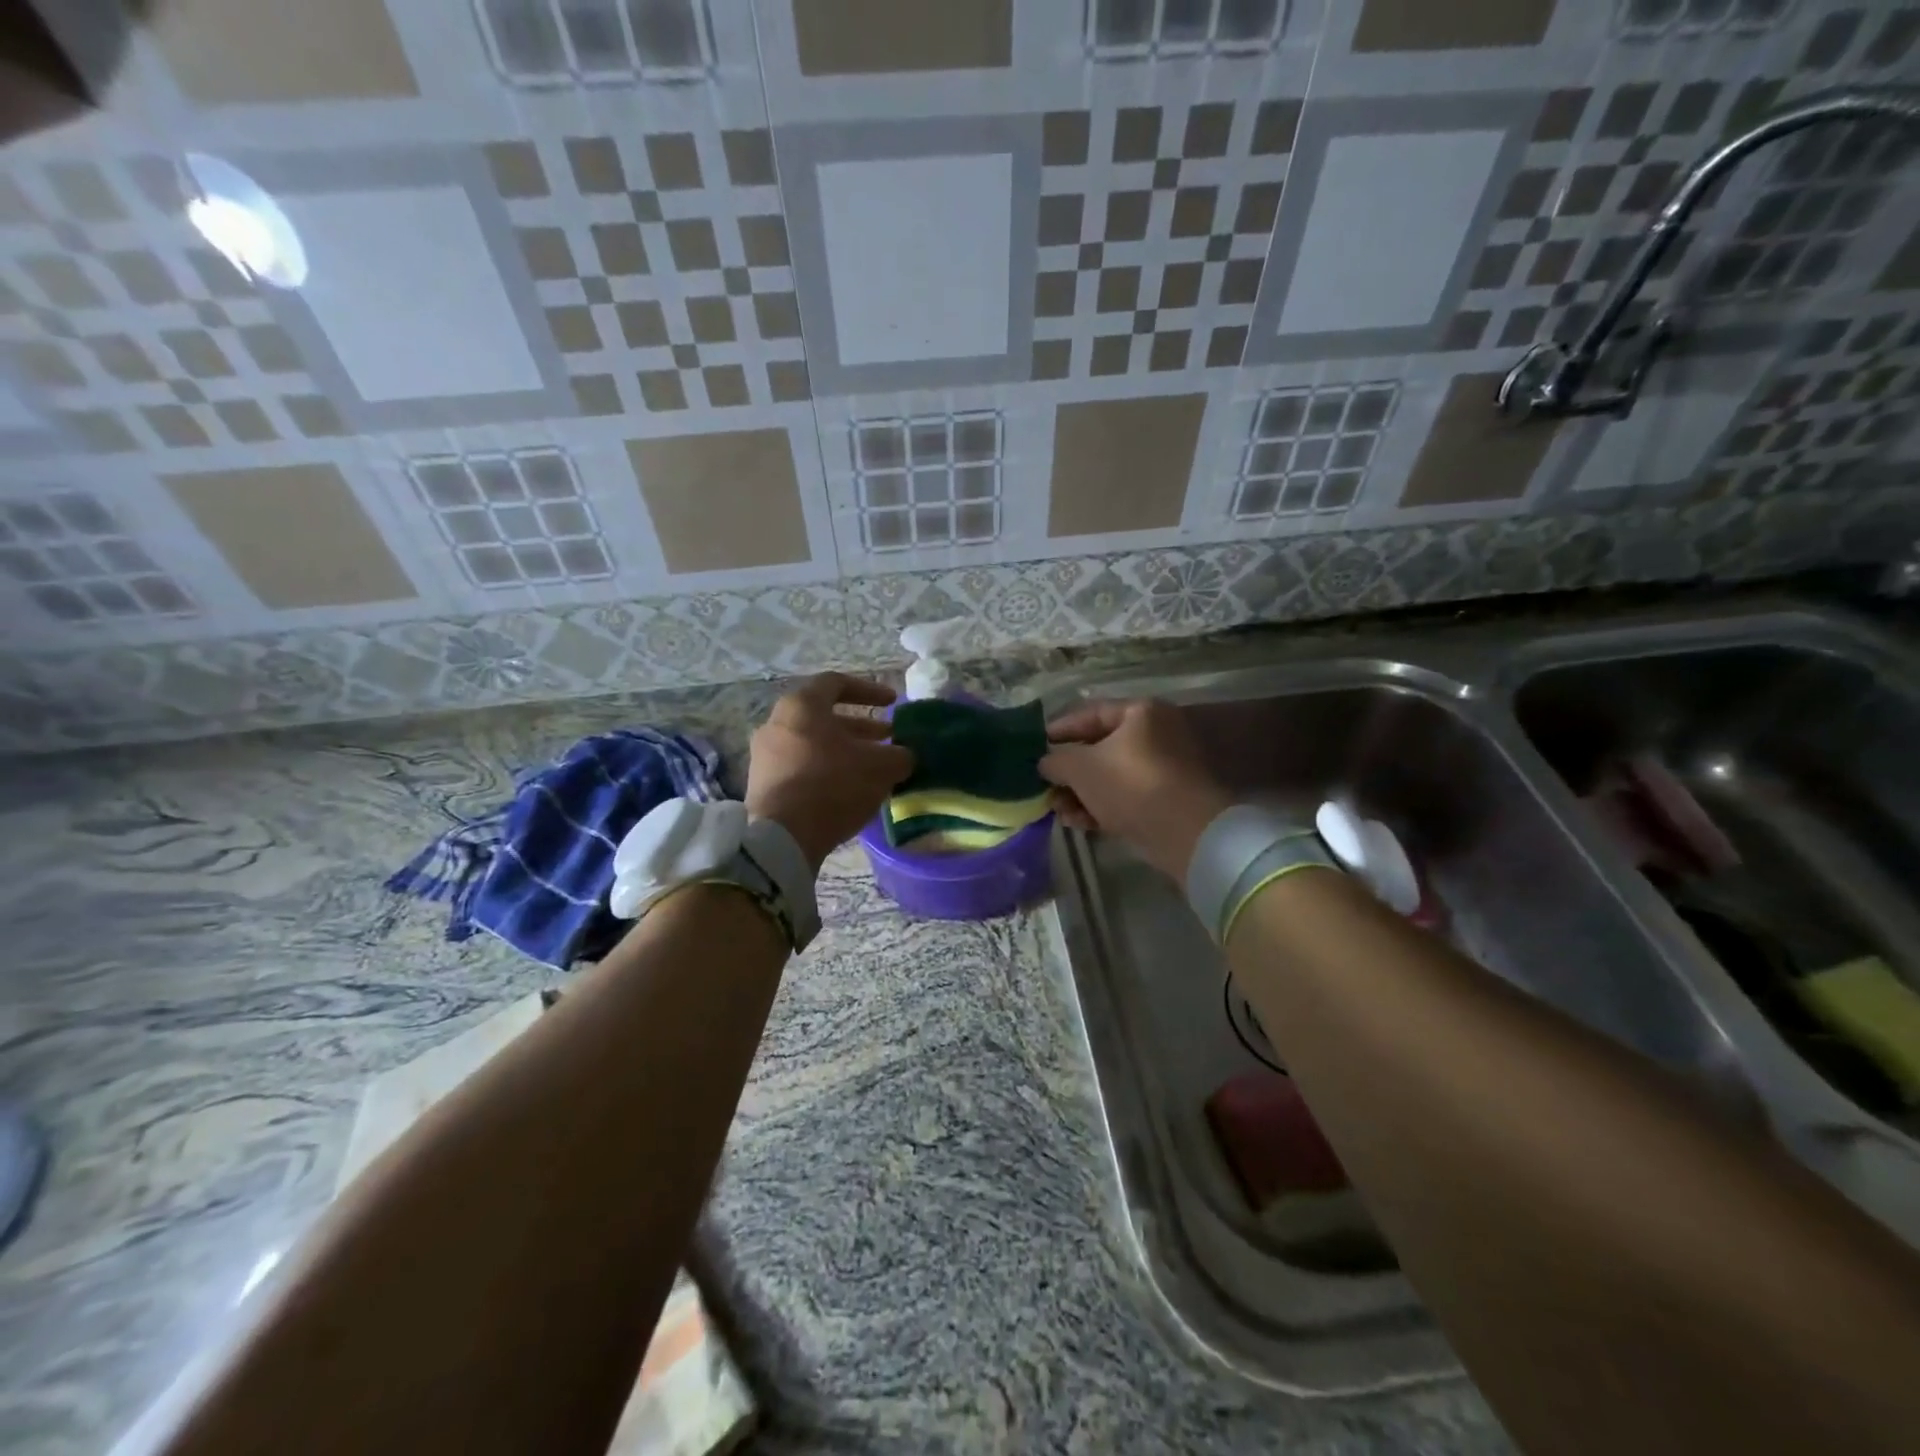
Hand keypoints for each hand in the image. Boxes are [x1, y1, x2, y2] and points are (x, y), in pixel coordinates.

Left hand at [746, 674, 913, 871]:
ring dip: (845, 751)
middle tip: (888, 739)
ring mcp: (765, 755)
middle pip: (824, 717)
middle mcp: (777, 723)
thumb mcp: (881, 767)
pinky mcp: (762, 784)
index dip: (869, 690)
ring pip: (813, 743)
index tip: (892, 703)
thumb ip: (899, 755)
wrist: (782, 837)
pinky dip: (826, 770)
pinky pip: (800, 767)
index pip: (836, 683)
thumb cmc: (833, 785)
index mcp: (801, 706)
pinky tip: (849, 790)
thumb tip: (905, 755)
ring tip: (873, 767)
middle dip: (860, 727)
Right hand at [1039, 698, 1233, 882]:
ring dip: (1080, 793)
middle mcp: (1155, 733)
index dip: (1059, 730)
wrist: (1186, 833)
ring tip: (1057, 811)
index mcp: (1140, 712)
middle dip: (1068, 771)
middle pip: (1099, 748)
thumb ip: (1056, 760)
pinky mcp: (1165, 799)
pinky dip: (1100, 806)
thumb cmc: (1130, 785)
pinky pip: (1124, 797)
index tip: (1034, 746)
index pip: (1089, 714)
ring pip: (1110, 776)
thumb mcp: (1080, 768)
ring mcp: (1163, 768)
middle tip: (1043, 785)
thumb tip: (1045, 762)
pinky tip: (1078, 823)